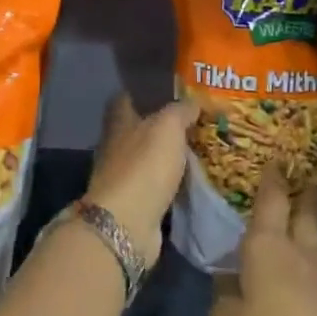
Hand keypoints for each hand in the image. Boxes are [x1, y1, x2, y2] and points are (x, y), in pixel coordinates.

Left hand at [82, 91, 196, 262]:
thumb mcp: (168, 127)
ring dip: (167, 157)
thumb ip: (180, 111)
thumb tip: (193, 102)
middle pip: (138, 130)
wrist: (128, 223)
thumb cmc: (145, 166)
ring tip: (199, 151)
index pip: (126, 99)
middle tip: (195, 123)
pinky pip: (156, 186)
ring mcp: (123, 178)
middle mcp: (116, 147)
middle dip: (162, 127)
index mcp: (119, 123)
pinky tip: (191, 181)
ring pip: (148, 159)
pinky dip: (171, 183)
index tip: (169, 91)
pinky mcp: (135, 204)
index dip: (144, 93)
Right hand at [210, 168, 316, 315]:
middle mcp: (297, 252)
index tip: (275, 157)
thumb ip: (222, 298)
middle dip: (302, 191)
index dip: (272, 178)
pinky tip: (302, 263)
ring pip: (315, 237)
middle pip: (304, 211)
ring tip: (303, 211)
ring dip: (311, 219)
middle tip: (303, 173)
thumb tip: (228, 281)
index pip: (271, 201)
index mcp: (267, 247)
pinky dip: (310, 253)